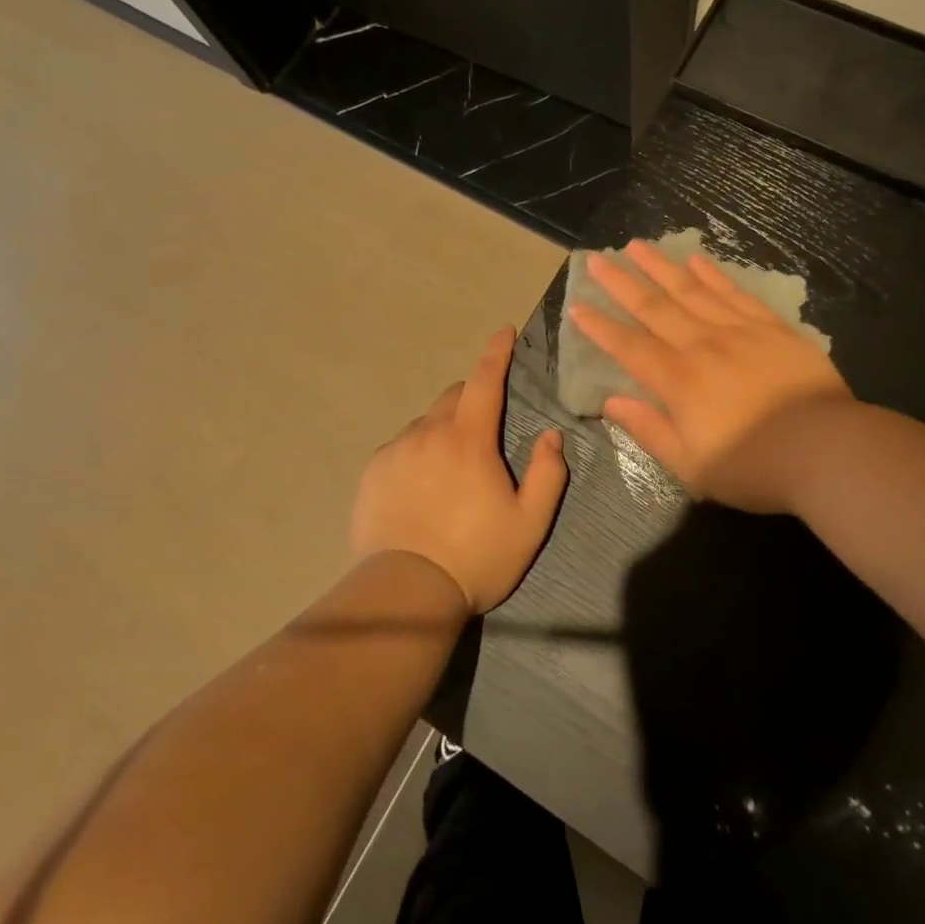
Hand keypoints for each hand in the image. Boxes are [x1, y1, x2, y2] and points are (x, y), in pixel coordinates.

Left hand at [350, 327, 567, 613]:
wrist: (405, 593)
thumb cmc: (476, 557)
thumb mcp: (530, 523)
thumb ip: (548, 473)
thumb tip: (552, 435)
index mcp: (469, 440)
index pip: (485, 380)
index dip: (497, 352)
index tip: (504, 331)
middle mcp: (428, 433)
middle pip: (454, 396)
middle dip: (473, 399)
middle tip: (485, 433)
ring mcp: (396, 451)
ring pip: (426, 421)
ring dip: (444, 429)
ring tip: (451, 470)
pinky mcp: (373, 472)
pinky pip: (401, 445)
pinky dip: (417, 451)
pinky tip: (421, 486)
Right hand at [568, 240, 851, 510]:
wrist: (826, 449)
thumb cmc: (754, 466)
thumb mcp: (692, 466)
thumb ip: (649, 430)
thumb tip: (611, 402)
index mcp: (678, 381)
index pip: (628, 346)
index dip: (600, 327)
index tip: (577, 306)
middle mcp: (701, 345)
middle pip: (654, 307)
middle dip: (621, 283)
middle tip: (597, 259)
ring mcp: (738, 330)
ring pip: (690, 290)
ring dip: (661, 267)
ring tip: (637, 246)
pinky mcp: (771, 327)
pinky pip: (735, 293)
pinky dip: (713, 275)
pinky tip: (696, 260)